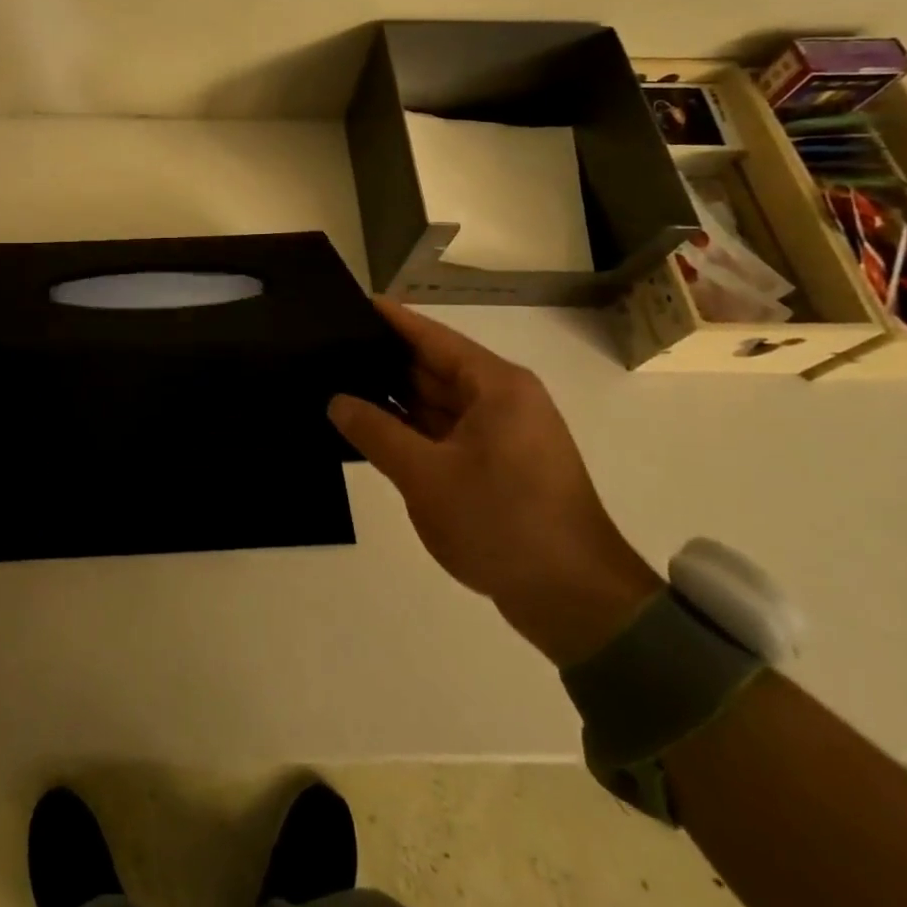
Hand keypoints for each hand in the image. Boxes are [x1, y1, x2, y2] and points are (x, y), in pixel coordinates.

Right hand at [329, 299, 661, 664]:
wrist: (576, 603)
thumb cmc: (502, 522)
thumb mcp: (426, 476)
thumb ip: (375, 432)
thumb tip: (336, 401)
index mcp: (496, 386)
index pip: (433, 337)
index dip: (391, 320)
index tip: (350, 302)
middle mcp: (502, 401)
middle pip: (434, 367)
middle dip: (385, 360)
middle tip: (330, 349)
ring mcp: (502, 435)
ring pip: (437, 402)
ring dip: (395, 398)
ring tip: (338, 383)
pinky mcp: (498, 467)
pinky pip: (445, 433)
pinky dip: (412, 429)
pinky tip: (371, 428)